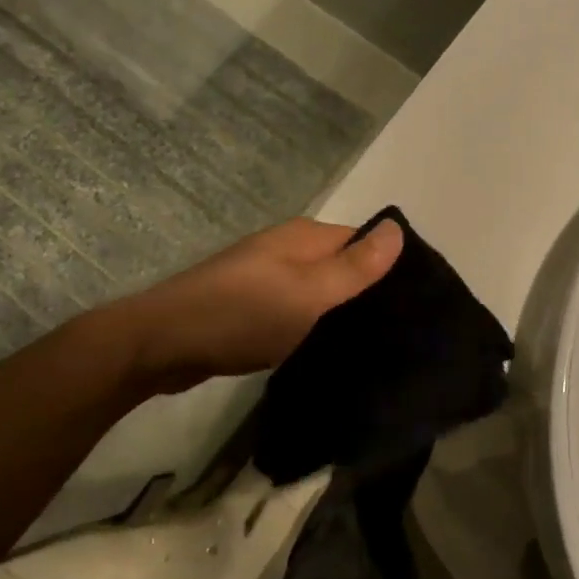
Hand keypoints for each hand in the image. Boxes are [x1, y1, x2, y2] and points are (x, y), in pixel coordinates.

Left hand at [114, 217, 403, 390]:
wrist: (162, 345)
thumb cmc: (242, 315)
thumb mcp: (309, 293)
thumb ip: (355, 266)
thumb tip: (398, 227)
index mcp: (305, 237)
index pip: (364, 242)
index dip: (390, 268)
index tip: (416, 305)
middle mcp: (288, 249)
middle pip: (342, 266)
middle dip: (367, 294)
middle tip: (399, 332)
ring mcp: (266, 277)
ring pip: (319, 291)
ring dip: (339, 313)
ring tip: (372, 346)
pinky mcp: (251, 307)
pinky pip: (296, 310)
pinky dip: (312, 326)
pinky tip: (326, 350)